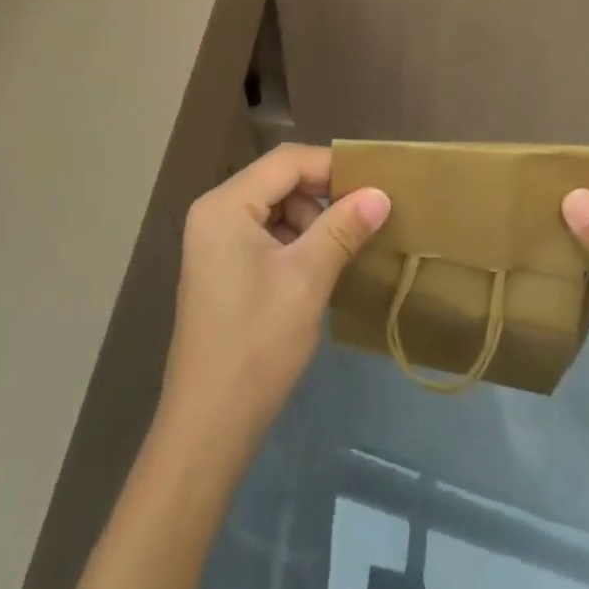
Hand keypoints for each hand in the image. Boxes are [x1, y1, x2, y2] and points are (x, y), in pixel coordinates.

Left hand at [161, 143, 390, 440]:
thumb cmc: (257, 344)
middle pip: (279, 181)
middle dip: (323, 197)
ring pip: (275, 208)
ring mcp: (214, 241)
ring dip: (312, 222)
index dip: (332, 166)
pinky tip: (319, 269)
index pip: (286, 161)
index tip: (375, 185)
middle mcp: (215, 212)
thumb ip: (343, 228)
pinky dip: (295, 243)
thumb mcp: (307, 279)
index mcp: (226, 205)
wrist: (208, 427)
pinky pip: (265, 234)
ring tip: (343, 251)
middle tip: (363, 221)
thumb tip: (380, 194)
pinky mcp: (221, 267)